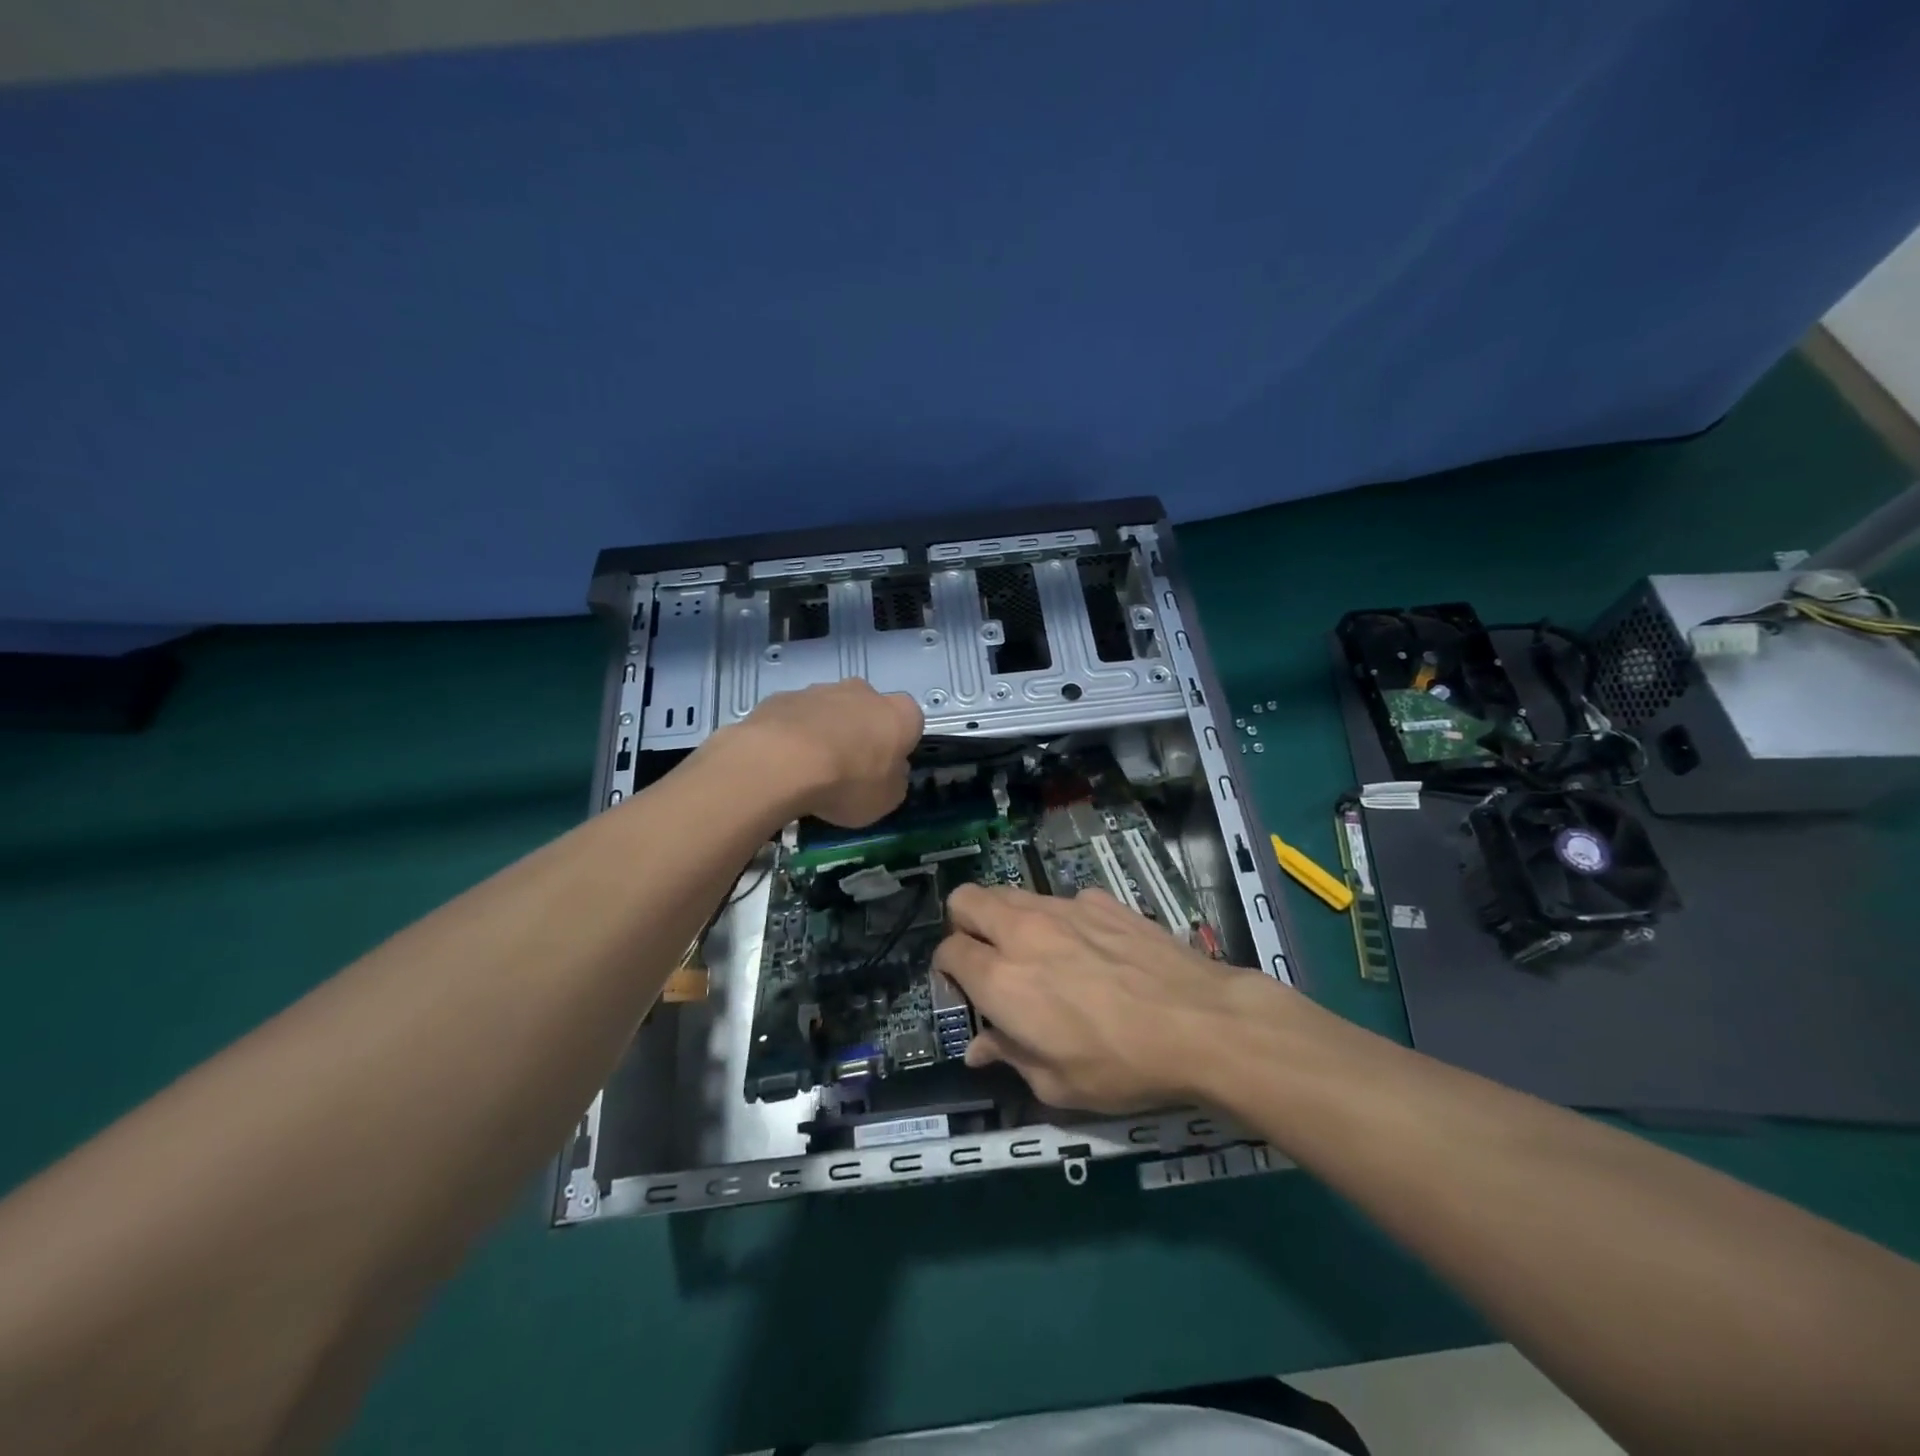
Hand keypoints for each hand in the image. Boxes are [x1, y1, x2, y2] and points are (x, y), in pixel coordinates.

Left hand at [724, 679, 923, 826]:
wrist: (782, 762)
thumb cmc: (849, 782)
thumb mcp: (887, 799)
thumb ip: (894, 780)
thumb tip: (890, 771)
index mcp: (900, 714)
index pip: (911, 723)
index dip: (898, 746)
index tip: (884, 769)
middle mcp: (864, 692)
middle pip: (869, 711)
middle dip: (861, 733)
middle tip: (847, 768)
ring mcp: (821, 689)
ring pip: (831, 711)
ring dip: (826, 732)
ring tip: (809, 768)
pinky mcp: (784, 696)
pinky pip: (796, 716)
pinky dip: (794, 734)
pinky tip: (783, 761)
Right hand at [931, 884, 1273, 1111]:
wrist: (1201, 1023)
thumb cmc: (1122, 1065)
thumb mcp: (1057, 1085)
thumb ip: (1010, 1057)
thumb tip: (979, 1048)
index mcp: (1002, 979)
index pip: (948, 951)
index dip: (947, 970)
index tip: (962, 989)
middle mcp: (1023, 932)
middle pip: (966, 900)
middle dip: (963, 923)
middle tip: (985, 956)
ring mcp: (1064, 908)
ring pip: (1012, 893)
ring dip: (1007, 917)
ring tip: (1034, 951)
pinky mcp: (1101, 900)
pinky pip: (1063, 900)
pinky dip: (1061, 919)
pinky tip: (1090, 947)